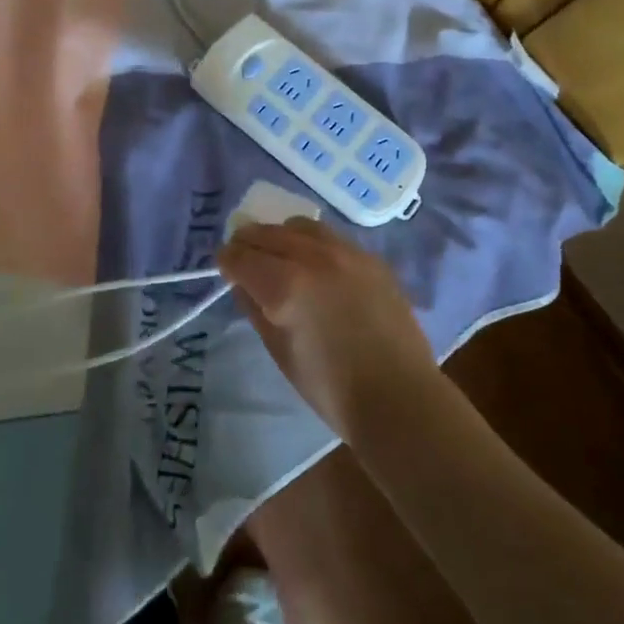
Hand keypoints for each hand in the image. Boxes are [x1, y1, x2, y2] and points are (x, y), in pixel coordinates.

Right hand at [217, 218, 437, 438]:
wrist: (398, 396)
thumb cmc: (331, 388)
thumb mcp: (279, 352)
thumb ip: (255, 310)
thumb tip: (242, 284)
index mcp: (285, 285)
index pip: (242, 256)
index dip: (227, 260)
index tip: (224, 266)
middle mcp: (313, 257)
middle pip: (268, 233)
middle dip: (248, 242)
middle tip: (243, 257)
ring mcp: (346, 252)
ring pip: (300, 226)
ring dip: (281, 236)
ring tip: (279, 255)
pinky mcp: (370, 258)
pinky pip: (330, 236)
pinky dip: (312, 242)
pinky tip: (313, 263)